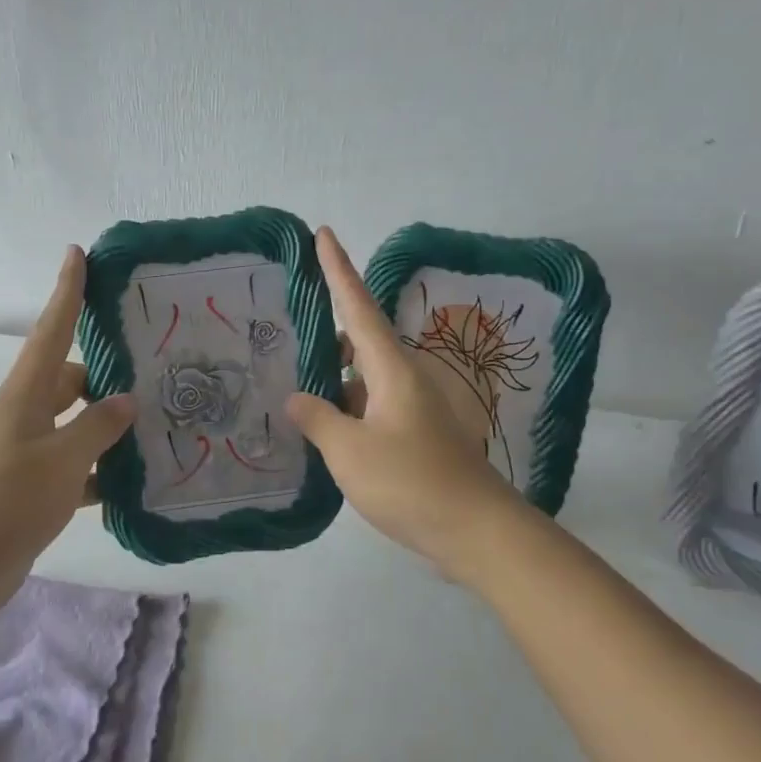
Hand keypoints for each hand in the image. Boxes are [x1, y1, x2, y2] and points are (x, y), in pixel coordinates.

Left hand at [0, 247, 136, 618]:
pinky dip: (101, 471)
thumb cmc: (6, 501)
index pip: (52, 330)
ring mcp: (28, 452)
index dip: (66, 291)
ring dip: (110, 428)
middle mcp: (26, 415)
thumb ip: (98, 428)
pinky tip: (135, 482)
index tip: (77, 253)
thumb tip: (126, 401)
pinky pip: (76, 467)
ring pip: (78, 425)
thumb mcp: (60, 460)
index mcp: (25, 394)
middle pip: (72, 378)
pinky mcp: (33, 488)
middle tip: (158, 370)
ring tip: (160, 425)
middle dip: (109, 374)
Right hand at [287, 228, 523, 578]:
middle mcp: (404, 379)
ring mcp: (412, 408)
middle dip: (327, 334)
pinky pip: (372, 406)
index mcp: (391, 370)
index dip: (338, 270)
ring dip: (334, 379)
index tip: (323, 233)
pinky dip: (347, 408)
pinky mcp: (415, 435)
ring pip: (364, 378)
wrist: (474, 529)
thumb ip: (318, 419)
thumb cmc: (410, 481)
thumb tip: (297, 398)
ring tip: (294, 387)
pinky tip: (323, 429)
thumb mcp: (350, 451)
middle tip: (286, 335)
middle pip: (360, 341)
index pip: (358, 307)